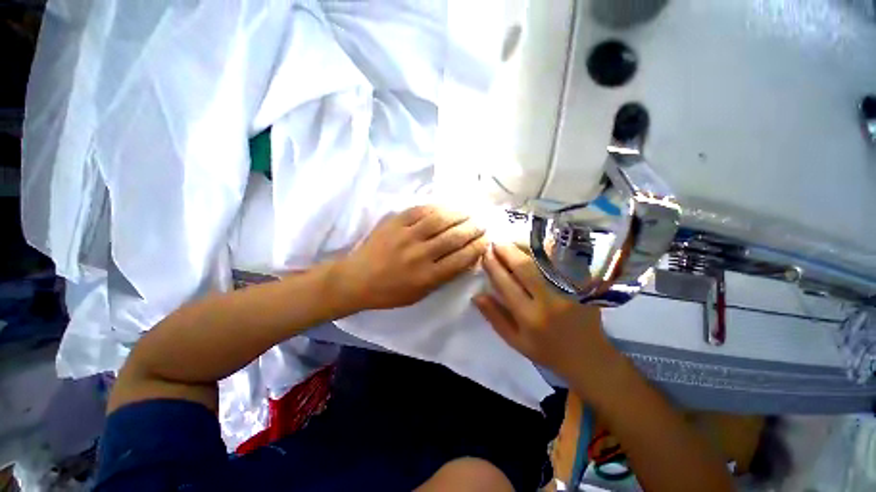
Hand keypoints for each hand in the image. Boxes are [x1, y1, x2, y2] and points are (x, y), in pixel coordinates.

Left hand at [337, 205, 487, 311]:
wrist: (356, 279)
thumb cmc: (389, 292)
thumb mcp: (420, 294)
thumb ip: (443, 277)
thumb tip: (465, 260)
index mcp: (427, 277)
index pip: (461, 258)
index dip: (477, 247)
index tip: (486, 240)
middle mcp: (420, 255)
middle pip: (454, 238)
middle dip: (473, 229)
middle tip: (482, 223)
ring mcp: (406, 236)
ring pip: (439, 220)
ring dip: (459, 214)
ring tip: (469, 212)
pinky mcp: (395, 223)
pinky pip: (420, 210)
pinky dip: (437, 207)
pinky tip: (447, 207)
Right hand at [473, 243, 614, 380]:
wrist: (588, 356)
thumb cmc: (546, 350)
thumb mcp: (514, 340)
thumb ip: (495, 317)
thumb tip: (476, 295)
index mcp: (530, 317)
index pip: (506, 284)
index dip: (493, 266)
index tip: (485, 255)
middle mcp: (550, 301)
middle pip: (525, 267)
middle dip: (507, 251)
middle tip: (495, 243)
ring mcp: (569, 290)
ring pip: (544, 259)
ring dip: (525, 246)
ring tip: (512, 242)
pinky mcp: (583, 284)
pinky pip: (563, 259)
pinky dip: (548, 249)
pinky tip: (536, 245)